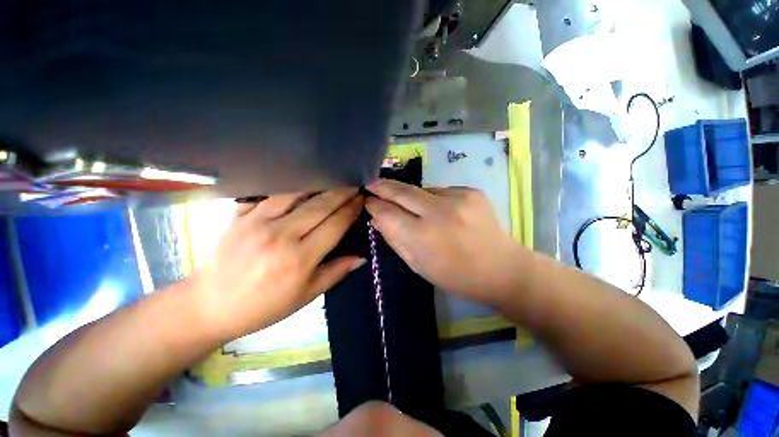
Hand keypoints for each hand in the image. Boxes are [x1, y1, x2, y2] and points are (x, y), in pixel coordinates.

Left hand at [187, 188, 364, 339]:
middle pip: (320, 206)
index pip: (335, 225)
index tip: (361, 200)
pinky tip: (299, 181)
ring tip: (332, 179)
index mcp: (300, 258)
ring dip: (318, 184)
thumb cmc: (264, 306)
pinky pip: (267, 193)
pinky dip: (287, 186)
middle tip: (354, 184)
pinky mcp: (238, 216)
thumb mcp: (306, 296)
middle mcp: (281, 235)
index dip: (351, 210)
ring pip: (295, 193)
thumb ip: (336, 272)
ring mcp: (257, 222)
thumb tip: (362, 257)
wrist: (209, 305)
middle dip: (341, 192)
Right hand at [365, 179, 523, 304]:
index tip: (368, 201)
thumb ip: (394, 239)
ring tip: (414, 209)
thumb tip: (377, 218)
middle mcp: (439, 211)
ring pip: (421, 190)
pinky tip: (440, 212)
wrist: (501, 268)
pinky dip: (433, 199)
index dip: (375, 205)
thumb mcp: (418, 264)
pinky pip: (440, 191)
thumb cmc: (455, 275)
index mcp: (423, 236)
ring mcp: (458, 198)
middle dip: (383, 187)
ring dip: (411, 197)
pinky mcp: (471, 191)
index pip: (388, 213)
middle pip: (402, 191)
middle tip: (371, 184)